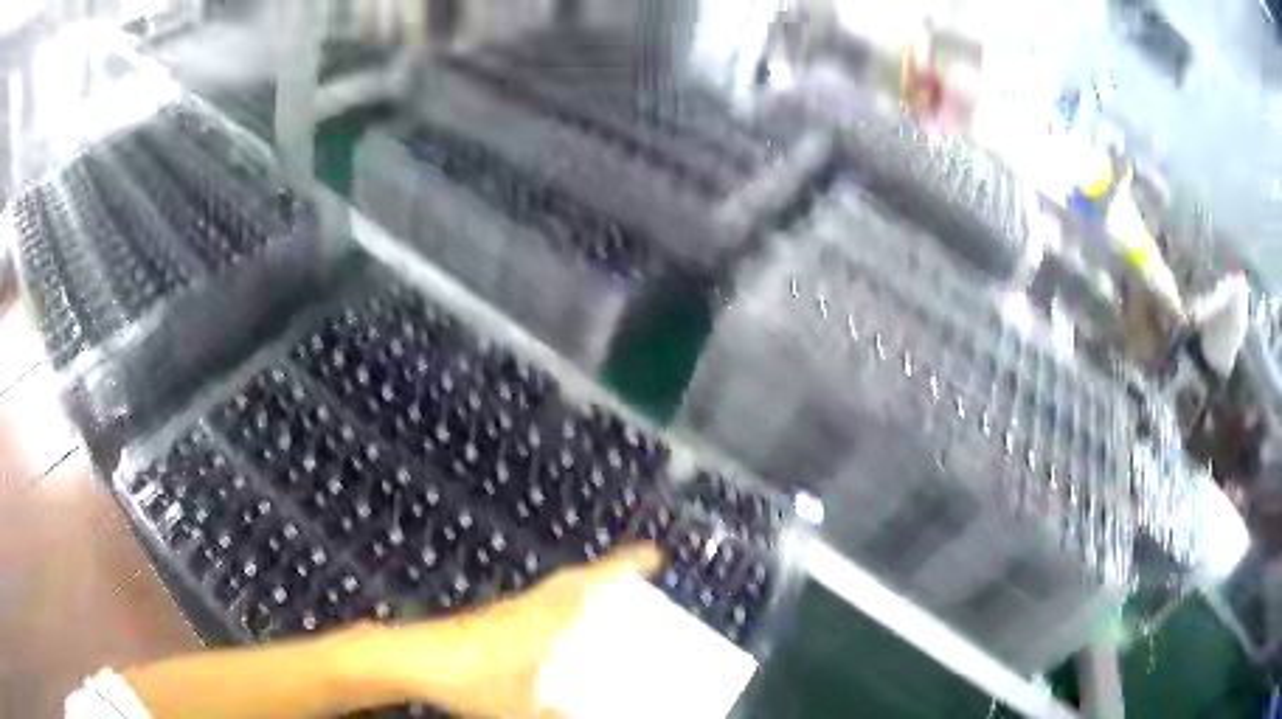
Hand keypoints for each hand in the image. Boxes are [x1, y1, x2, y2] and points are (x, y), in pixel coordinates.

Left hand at [375, 544, 662, 717]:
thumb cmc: (470, 680)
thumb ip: (554, 716)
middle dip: (606, 574)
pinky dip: (558, 606)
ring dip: (581, 589)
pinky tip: (555, 636)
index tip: (654, 555)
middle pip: (573, 579)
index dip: (623, 565)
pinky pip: (538, 604)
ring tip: (603, 608)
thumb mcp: (520, 709)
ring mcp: (508, 611)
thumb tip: (573, 717)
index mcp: (544, 620)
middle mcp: (529, 607)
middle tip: (634, 583)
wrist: (413, 660)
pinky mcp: (492, 619)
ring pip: (553, 590)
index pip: (590, 582)